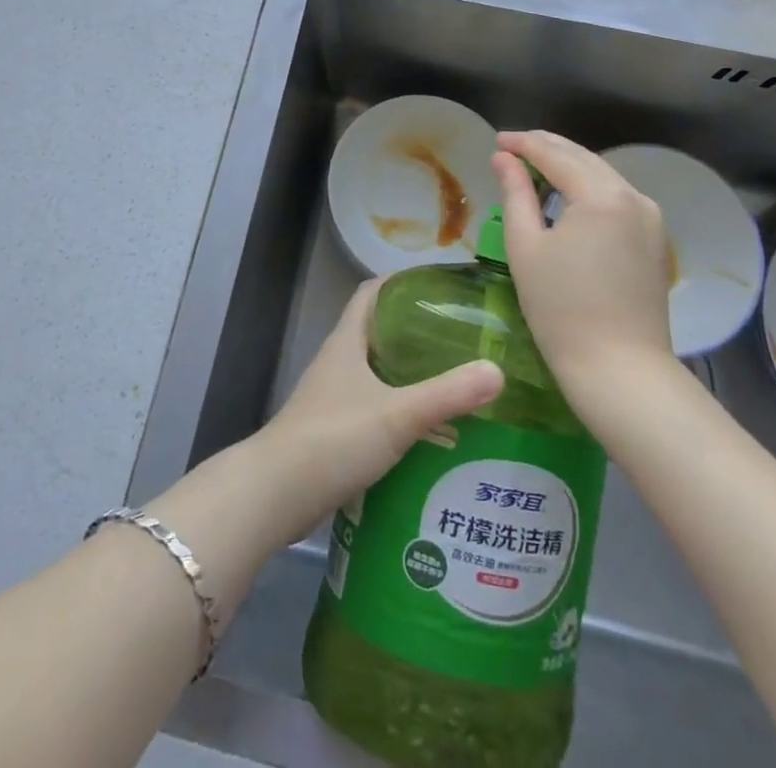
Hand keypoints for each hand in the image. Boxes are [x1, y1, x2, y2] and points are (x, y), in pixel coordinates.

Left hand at [248, 279, 503, 542]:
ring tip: (455, 381)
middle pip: (379, 331)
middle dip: (417, 330)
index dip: (402, 281)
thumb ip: (446, 394)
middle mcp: (339, 362)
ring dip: (410, 373)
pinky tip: (430, 431)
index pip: (372, 292)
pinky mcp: (335, 431)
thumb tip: (497, 370)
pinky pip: (375, 408)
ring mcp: (334, 397)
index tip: (440, 285)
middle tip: (462, 336)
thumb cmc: (333, 438)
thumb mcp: (397, 414)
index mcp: (347, 341)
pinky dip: (401, 410)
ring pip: (378, 372)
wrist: (277, 494)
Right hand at [492, 131, 676, 397]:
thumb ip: (516, 194)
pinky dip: (589, 188)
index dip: (524, 144)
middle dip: (548, 148)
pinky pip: (618, 198)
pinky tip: (569, 195)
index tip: (497, 140)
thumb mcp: (526, 246)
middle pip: (585, 158)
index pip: (556, 155)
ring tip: (536, 166)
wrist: (620, 370)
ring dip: (570, 166)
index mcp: (602, 196)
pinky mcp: (655, 240)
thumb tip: (504, 159)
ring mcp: (651, 219)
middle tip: (513, 146)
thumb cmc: (561, 309)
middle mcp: (634, 197)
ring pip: (604, 176)